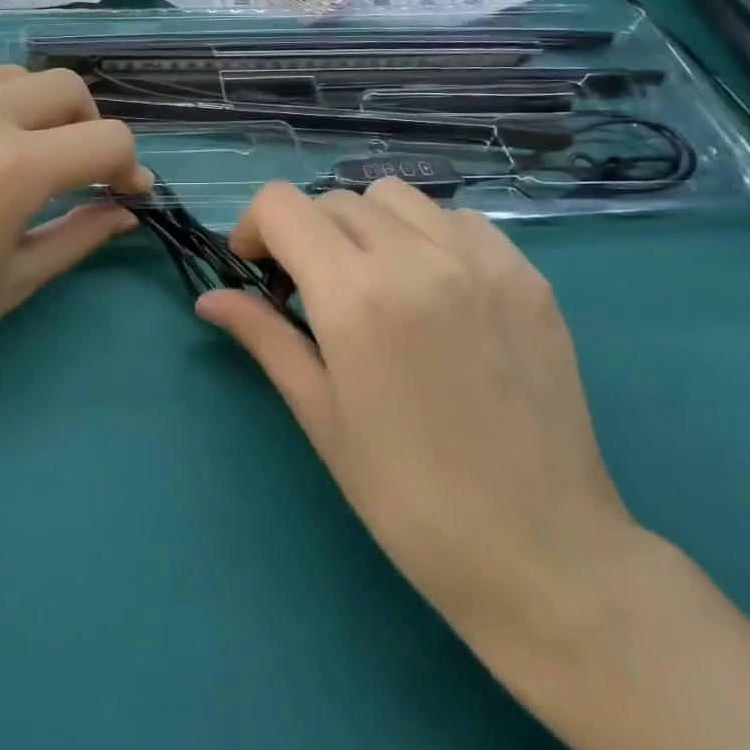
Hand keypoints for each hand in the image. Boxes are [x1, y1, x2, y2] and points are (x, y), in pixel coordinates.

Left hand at [0, 66, 147, 417]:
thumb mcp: (12, 283)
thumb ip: (78, 235)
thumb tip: (124, 211)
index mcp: (11, 169)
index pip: (106, 139)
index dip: (128, 165)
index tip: (124, 190)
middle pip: (63, 87)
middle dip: (86, 125)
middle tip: (73, 168)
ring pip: (4, 78)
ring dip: (30, 112)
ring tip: (14, 157)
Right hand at [196, 180, 637, 645]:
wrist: (539, 551)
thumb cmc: (406, 496)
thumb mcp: (320, 413)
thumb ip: (263, 336)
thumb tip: (209, 298)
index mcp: (356, 296)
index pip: (282, 206)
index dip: (253, 229)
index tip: (256, 272)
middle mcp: (418, 258)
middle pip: (334, 200)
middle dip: (303, 233)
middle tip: (307, 291)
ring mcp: (483, 261)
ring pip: (396, 198)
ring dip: (364, 225)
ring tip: (370, 281)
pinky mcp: (529, 276)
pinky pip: (458, 220)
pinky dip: (425, 235)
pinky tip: (431, 290)